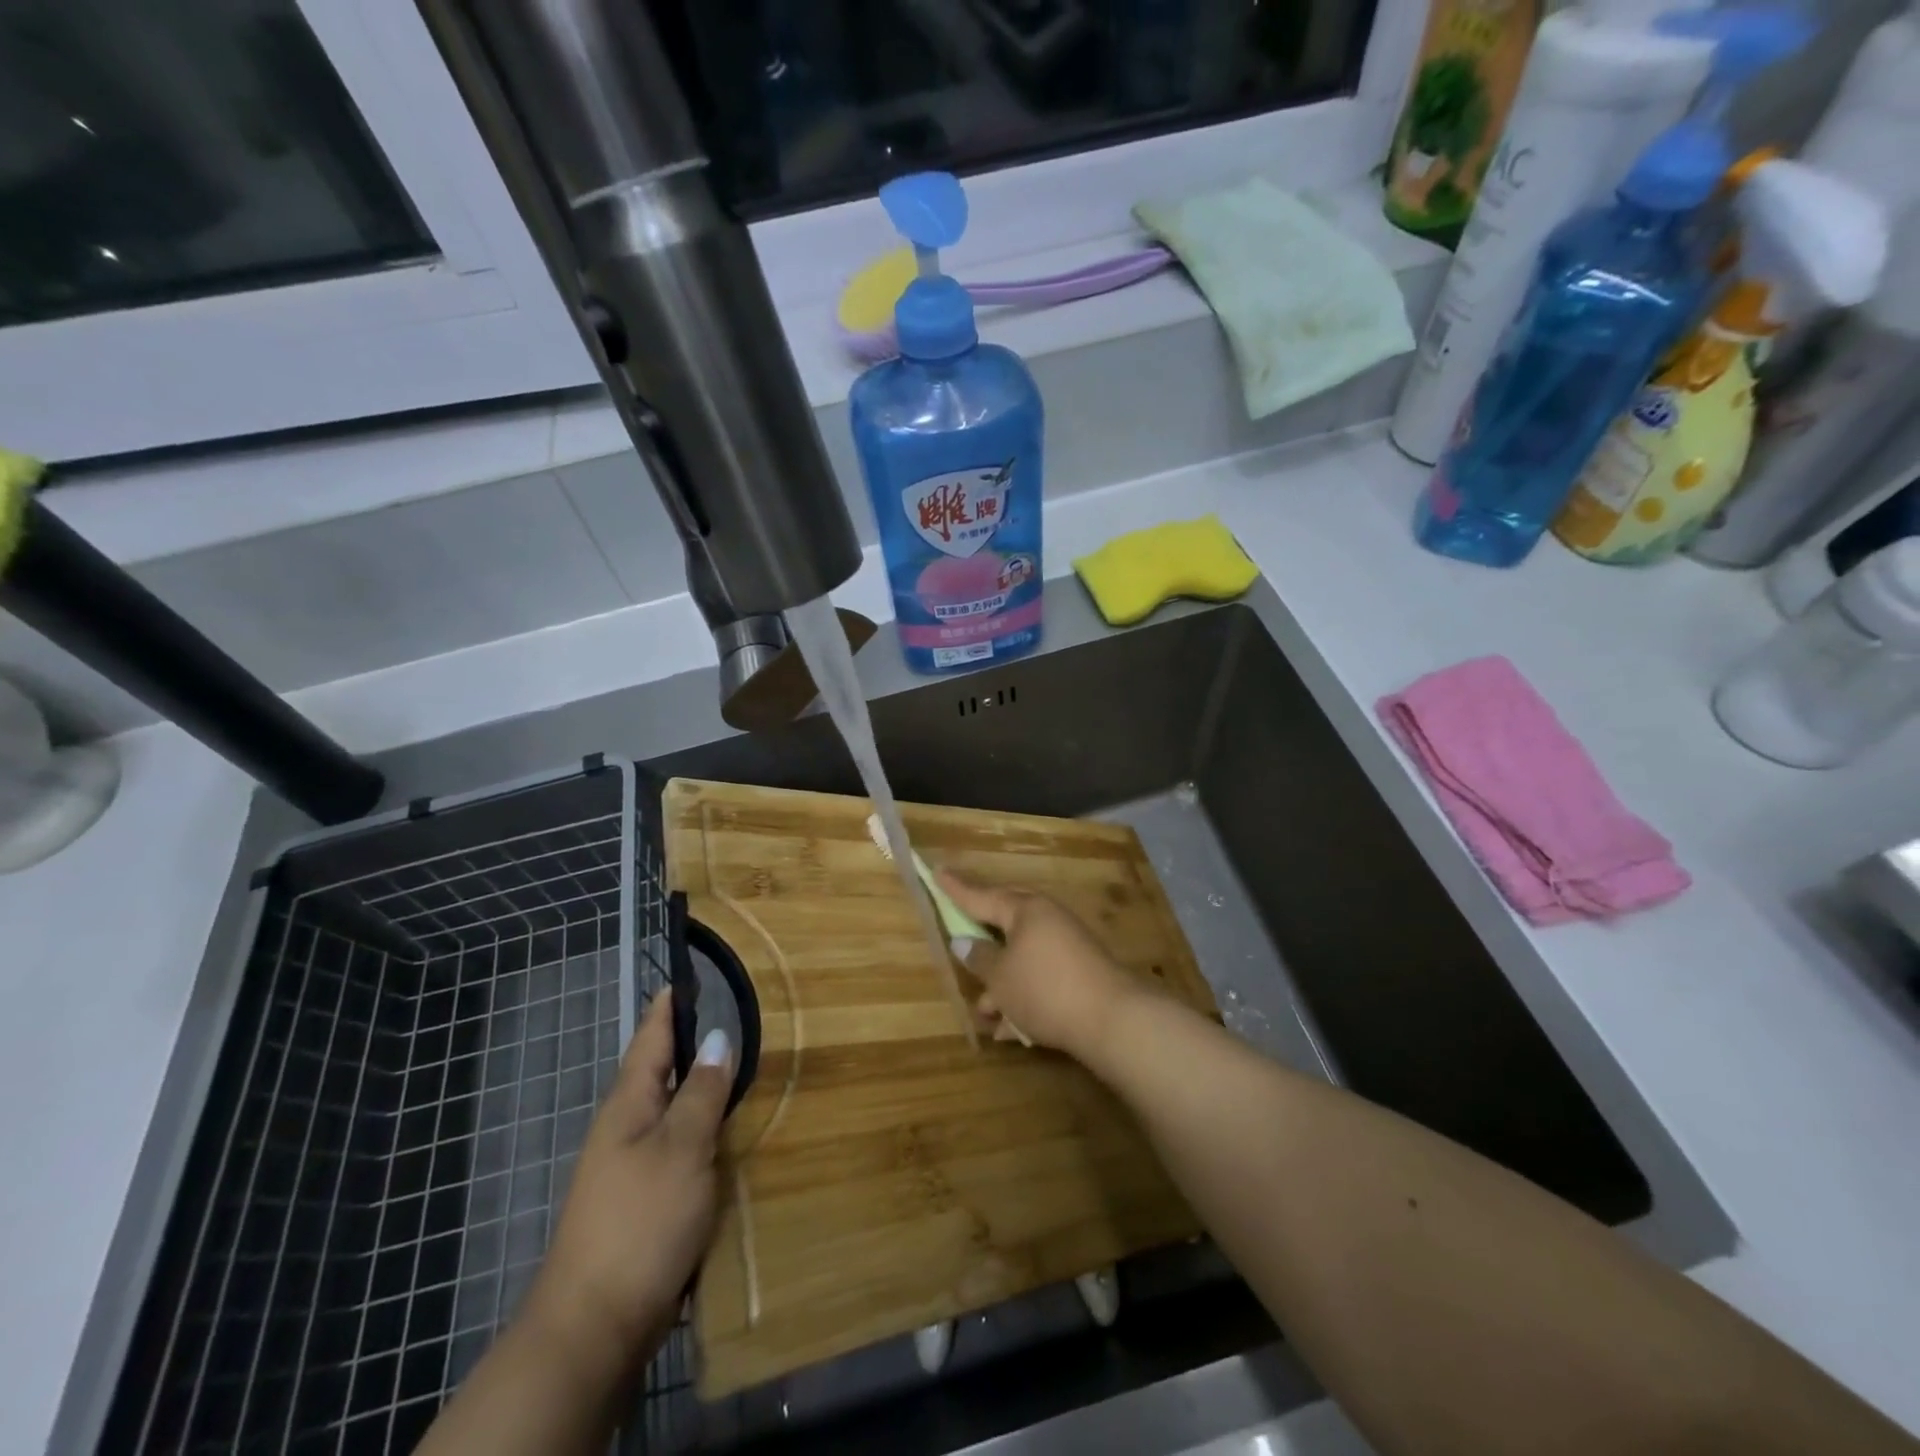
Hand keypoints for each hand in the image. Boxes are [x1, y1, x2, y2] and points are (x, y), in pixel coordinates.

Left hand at [521, 994, 733, 1379]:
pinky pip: (677, 1147)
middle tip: (732, 1015)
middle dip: (690, 1043)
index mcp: (628, 1104)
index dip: (668, 1007)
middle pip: (660, 1072)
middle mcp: (625, 1127)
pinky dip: (702, 1129)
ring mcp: (630, 1166)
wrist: (595, 1324)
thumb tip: (717, 1037)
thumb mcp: (682, 1147)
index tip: (686, 974)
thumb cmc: (640, 1220)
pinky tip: (726, 1134)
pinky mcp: (643, 1200)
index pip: (650, 1038)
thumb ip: (701, 1092)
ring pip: (671, 1110)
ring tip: (739, 1066)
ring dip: (699, 1087)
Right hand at [937, 871, 1150, 1061]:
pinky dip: (1023, 996)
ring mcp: (1067, 945)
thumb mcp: (1001, 977)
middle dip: (982, 939)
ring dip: (1001, 983)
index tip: (938, 872)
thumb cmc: (1045, 989)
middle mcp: (1047, 919)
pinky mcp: (1080, 972)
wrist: (1112, 1019)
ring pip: (1022, 957)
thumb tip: (965, 942)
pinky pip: (1041, 977)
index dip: (957, 889)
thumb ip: (980, 958)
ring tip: (984, 1011)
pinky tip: (1011, 1028)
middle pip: (1005, 922)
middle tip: (961, 934)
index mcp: (1026, 909)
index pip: (982, 896)